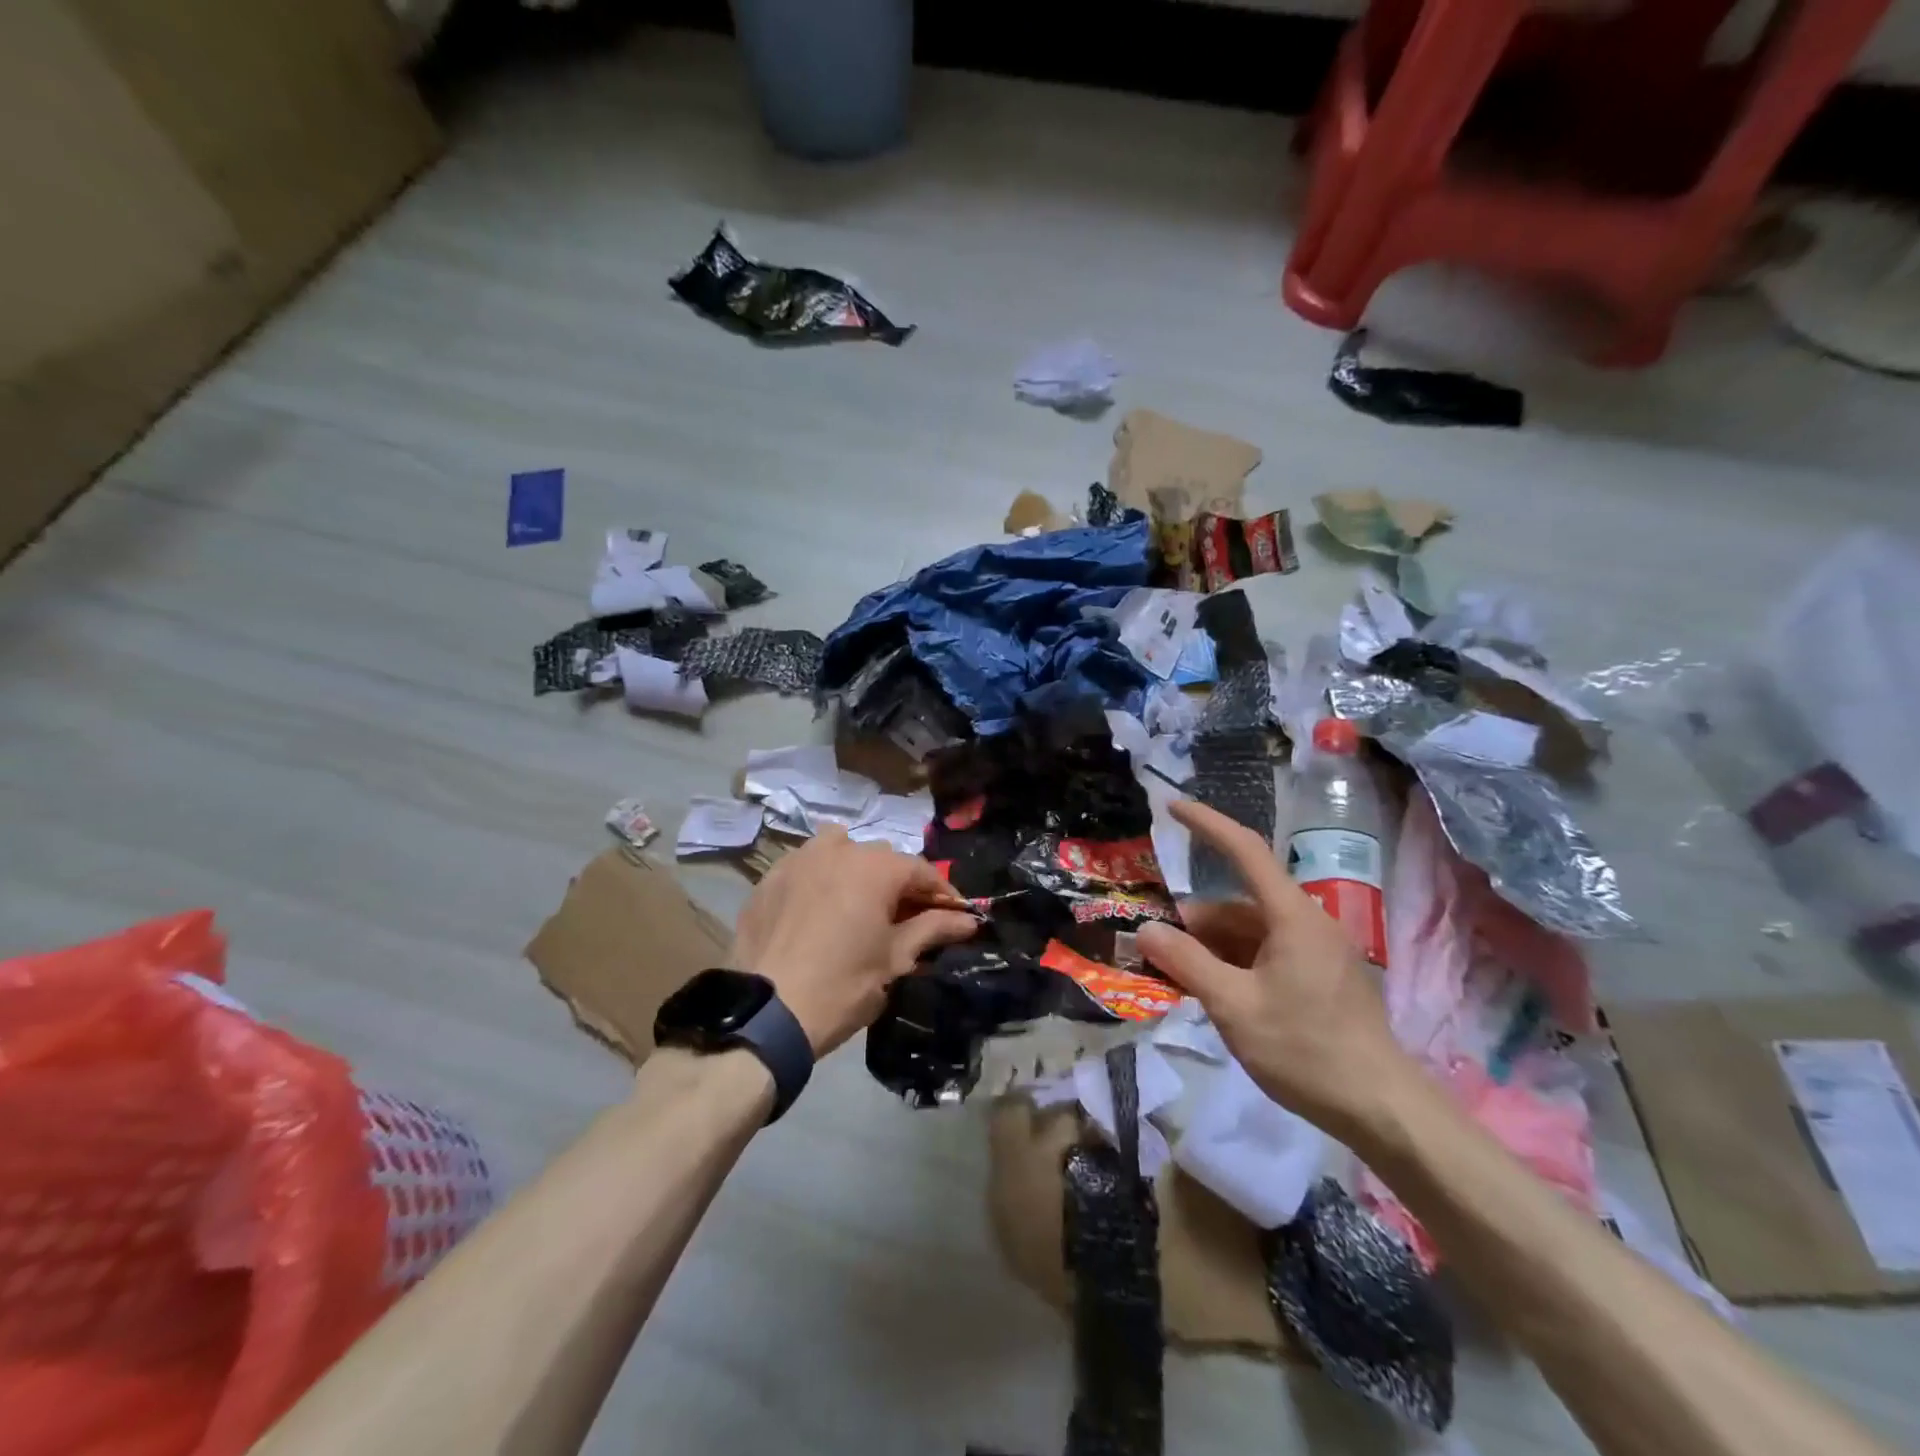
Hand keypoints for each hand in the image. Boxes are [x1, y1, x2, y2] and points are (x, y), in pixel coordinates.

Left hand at [730, 826, 978, 1055]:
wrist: (766, 1014)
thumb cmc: (842, 986)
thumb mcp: (895, 959)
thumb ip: (933, 929)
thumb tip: (968, 920)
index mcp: (875, 867)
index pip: (921, 870)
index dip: (942, 893)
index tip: (954, 916)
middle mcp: (839, 850)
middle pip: (882, 859)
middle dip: (899, 884)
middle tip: (906, 918)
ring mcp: (799, 859)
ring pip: (840, 850)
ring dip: (857, 870)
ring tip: (859, 905)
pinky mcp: (770, 878)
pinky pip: (806, 866)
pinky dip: (821, 879)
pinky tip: (819, 909)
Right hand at [1135, 800, 1413, 1135]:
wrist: (1382, 1110)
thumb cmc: (1306, 1050)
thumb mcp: (1234, 1006)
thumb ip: (1186, 963)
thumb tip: (1146, 929)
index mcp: (1292, 916)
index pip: (1245, 850)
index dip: (1207, 824)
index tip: (1172, 807)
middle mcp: (1306, 922)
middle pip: (1238, 905)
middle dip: (1194, 921)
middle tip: (1152, 945)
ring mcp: (1315, 952)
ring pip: (1249, 933)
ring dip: (1210, 947)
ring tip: (1173, 974)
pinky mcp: (1318, 978)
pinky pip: (1264, 955)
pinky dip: (1232, 964)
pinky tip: (1209, 991)